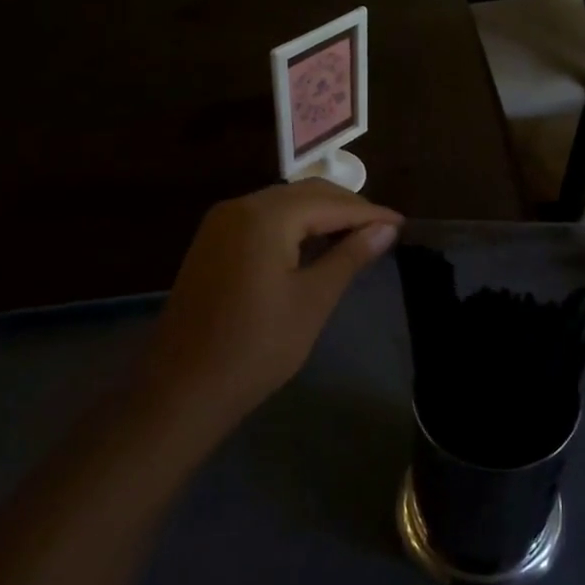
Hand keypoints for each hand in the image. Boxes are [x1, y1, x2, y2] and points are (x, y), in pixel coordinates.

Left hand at [143, 181, 402, 434]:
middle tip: (383, 230)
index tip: (402, 224)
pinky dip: (295, 226)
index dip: (369, 213)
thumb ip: (350, 255)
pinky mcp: (213, 242)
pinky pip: (264, 219)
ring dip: (321, 215)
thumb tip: (387, 228)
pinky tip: (316, 245)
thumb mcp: (313, 300)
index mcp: (265, 216)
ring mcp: (221, 223)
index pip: (330, 203)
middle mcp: (240, 206)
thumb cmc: (256, 347)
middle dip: (347, 209)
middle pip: (306, 194)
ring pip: (284, 204)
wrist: (181, 390)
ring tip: (357, 237)